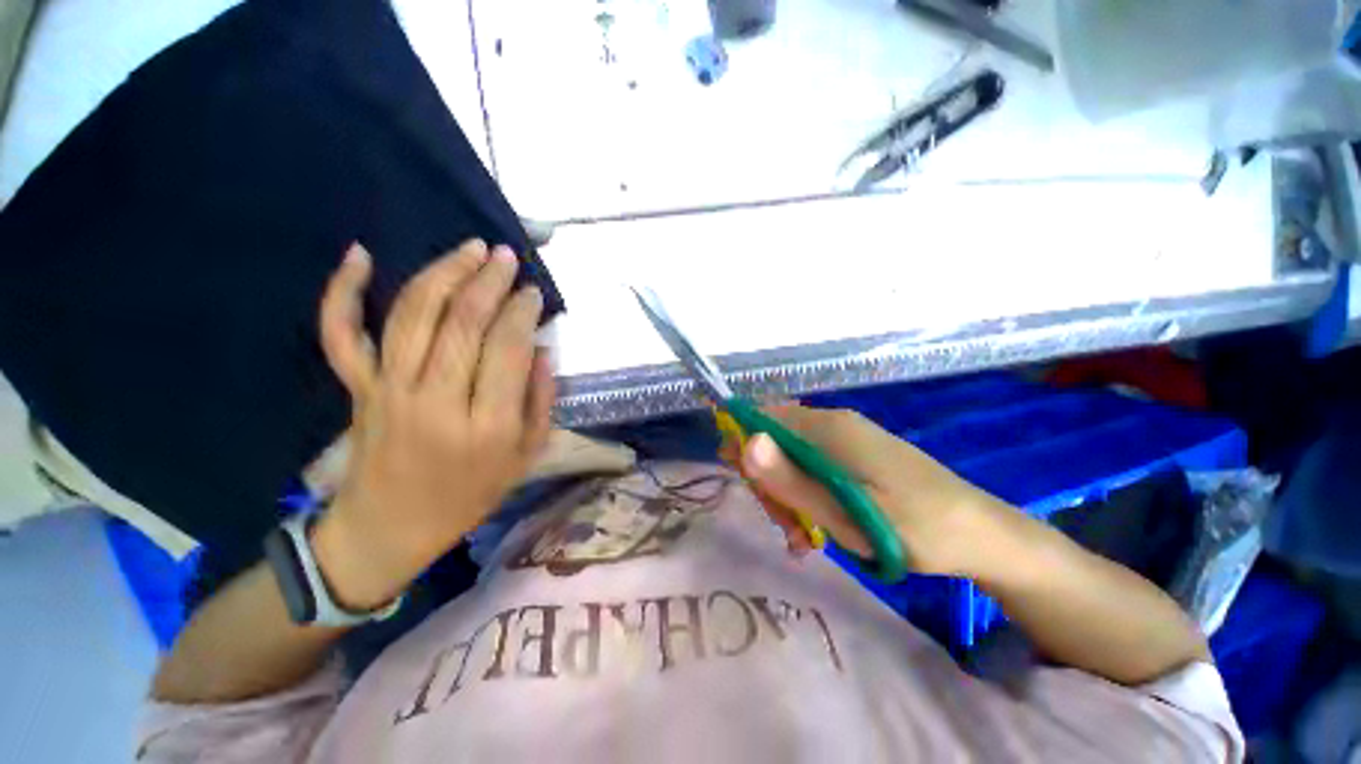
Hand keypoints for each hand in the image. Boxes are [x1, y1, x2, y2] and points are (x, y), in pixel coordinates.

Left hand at [310, 240, 553, 609]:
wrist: (390, 528)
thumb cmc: (470, 495)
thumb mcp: (526, 456)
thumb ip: (542, 401)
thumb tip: (544, 350)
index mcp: (487, 425)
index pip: (508, 349)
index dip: (523, 312)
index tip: (534, 293)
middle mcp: (436, 400)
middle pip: (463, 322)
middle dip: (489, 280)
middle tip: (507, 256)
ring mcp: (389, 390)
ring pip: (413, 315)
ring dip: (443, 272)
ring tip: (470, 248)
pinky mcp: (358, 388)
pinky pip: (341, 334)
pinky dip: (342, 292)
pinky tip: (359, 255)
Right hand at [739, 404, 1002, 576]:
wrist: (981, 535)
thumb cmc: (915, 528)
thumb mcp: (845, 515)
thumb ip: (791, 479)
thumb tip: (745, 442)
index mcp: (829, 427)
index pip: (763, 417)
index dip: (744, 444)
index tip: (745, 485)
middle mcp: (833, 424)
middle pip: (775, 439)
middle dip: (768, 479)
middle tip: (784, 524)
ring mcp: (846, 439)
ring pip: (792, 457)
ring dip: (787, 493)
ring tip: (802, 537)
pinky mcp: (856, 455)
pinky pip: (814, 467)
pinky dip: (806, 494)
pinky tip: (815, 528)